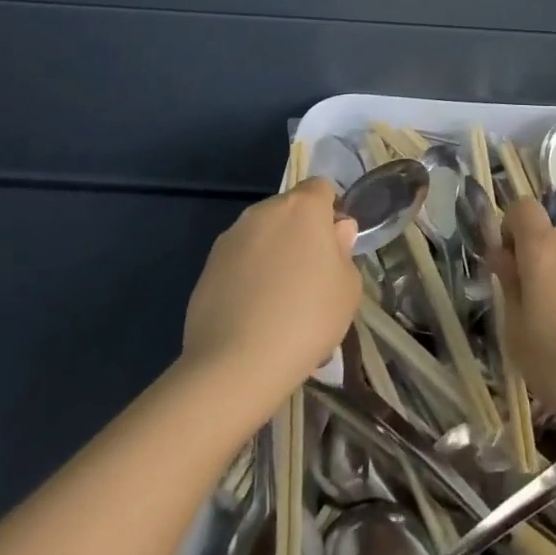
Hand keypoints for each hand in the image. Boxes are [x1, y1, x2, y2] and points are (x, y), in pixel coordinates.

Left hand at [182, 178, 360, 404]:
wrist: (236, 366)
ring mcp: (230, 239)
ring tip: (279, 302)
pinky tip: (253, 315)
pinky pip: (239, 263)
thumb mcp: (348, 287)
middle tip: (310, 277)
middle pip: (289, 211)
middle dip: (300, 234)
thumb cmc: (307, 318)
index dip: (330, 214)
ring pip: (262, 236)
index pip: (321, 188)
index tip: (334, 248)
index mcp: (302, 207)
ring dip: (273, 254)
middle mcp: (263, 212)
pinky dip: (248, 278)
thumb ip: (344, 251)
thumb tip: (335, 233)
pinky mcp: (206, 268)